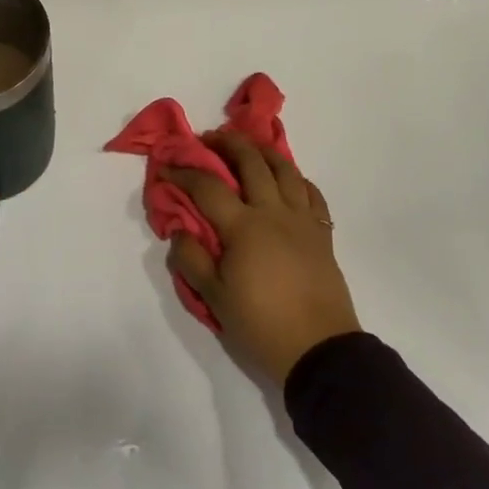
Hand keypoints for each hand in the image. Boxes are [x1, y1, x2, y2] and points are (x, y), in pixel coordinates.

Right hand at [165, 133, 360, 386]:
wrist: (319, 349)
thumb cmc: (261, 324)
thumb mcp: (214, 298)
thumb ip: (191, 259)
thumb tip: (180, 230)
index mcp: (244, 227)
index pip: (208, 187)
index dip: (184, 172)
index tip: (167, 166)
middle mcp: (274, 213)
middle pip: (251, 162)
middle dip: (227, 144)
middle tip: (209, 139)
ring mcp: (303, 220)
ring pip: (286, 169)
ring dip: (264, 151)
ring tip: (249, 146)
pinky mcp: (322, 233)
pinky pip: (311, 193)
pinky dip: (296, 178)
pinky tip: (287, 179)